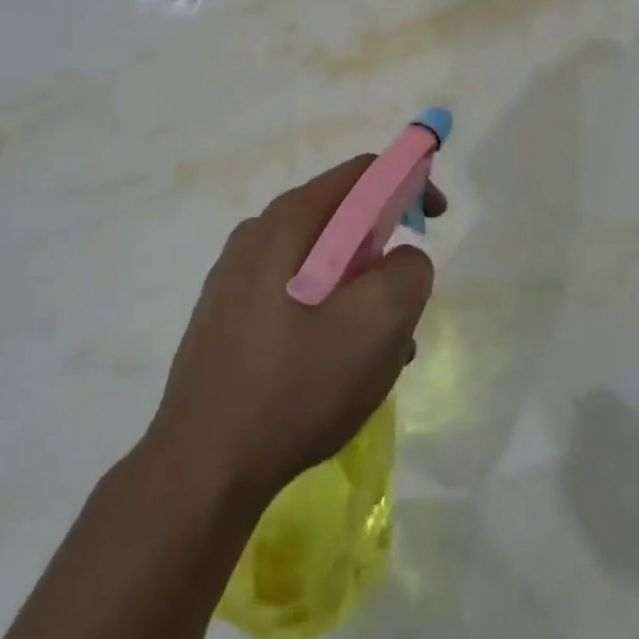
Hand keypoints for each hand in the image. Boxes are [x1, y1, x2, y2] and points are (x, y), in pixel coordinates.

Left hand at [145, 157, 443, 507]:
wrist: (203, 466)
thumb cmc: (296, 387)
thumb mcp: (377, 325)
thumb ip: (408, 271)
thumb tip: (403, 258)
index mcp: (288, 221)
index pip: (362, 173)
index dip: (408, 183)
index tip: (435, 220)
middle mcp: (257, 235)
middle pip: (341, 220)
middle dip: (385, 254)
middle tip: (406, 307)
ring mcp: (236, 276)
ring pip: (321, 264)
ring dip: (360, 295)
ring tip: (378, 357)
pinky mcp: (228, 315)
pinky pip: (295, 295)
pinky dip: (329, 315)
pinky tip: (336, 370)